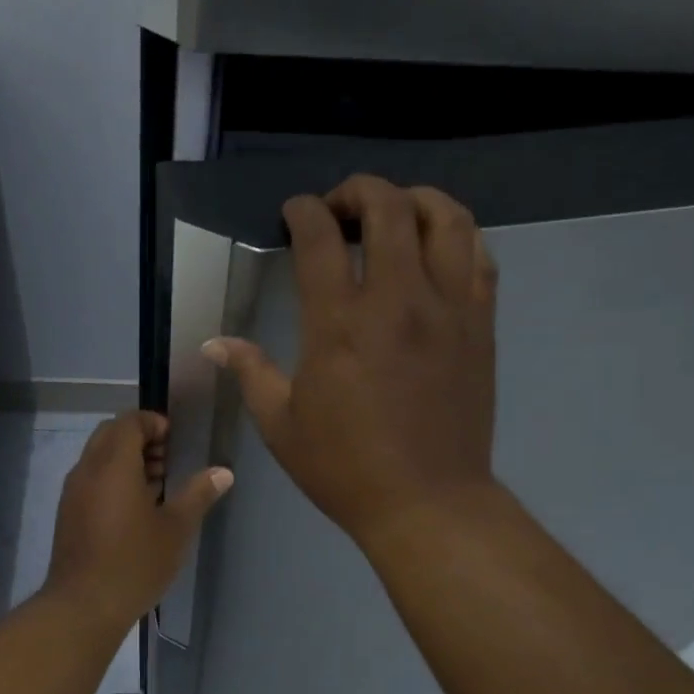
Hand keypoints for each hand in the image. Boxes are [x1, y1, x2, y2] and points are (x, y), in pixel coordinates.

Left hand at [40, 411, 232, 630]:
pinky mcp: (68, 513)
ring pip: (98, 457)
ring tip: (158, 483)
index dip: (153, 422)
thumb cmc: (135, 562)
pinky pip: (91, 479)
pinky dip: (112, 478)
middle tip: (168, 459)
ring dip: (126, 459)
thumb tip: (223, 472)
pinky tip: (136, 508)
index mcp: (113, 464)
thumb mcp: (176, 528)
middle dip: (140, 438)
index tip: (175, 440)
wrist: (84, 605)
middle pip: (110, 434)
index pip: (129, 421)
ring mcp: (73, 492)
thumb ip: (198, 494)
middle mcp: (88, 469)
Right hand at [206, 174, 498, 547]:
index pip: (320, 237)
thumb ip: (250, 372)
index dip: (303, 211)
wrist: (427, 502)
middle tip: (339, 209)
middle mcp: (397, 300)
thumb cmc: (344, 468)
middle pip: (387, 207)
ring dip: (414, 199)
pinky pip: (478, 255)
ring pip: (444, 217)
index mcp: (339, 324)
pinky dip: (455, 235)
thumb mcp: (281, 425)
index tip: (294, 213)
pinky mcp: (479, 324)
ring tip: (393, 213)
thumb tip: (214, 342)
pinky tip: (435, 248)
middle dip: (357, 191)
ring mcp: (447, 308)